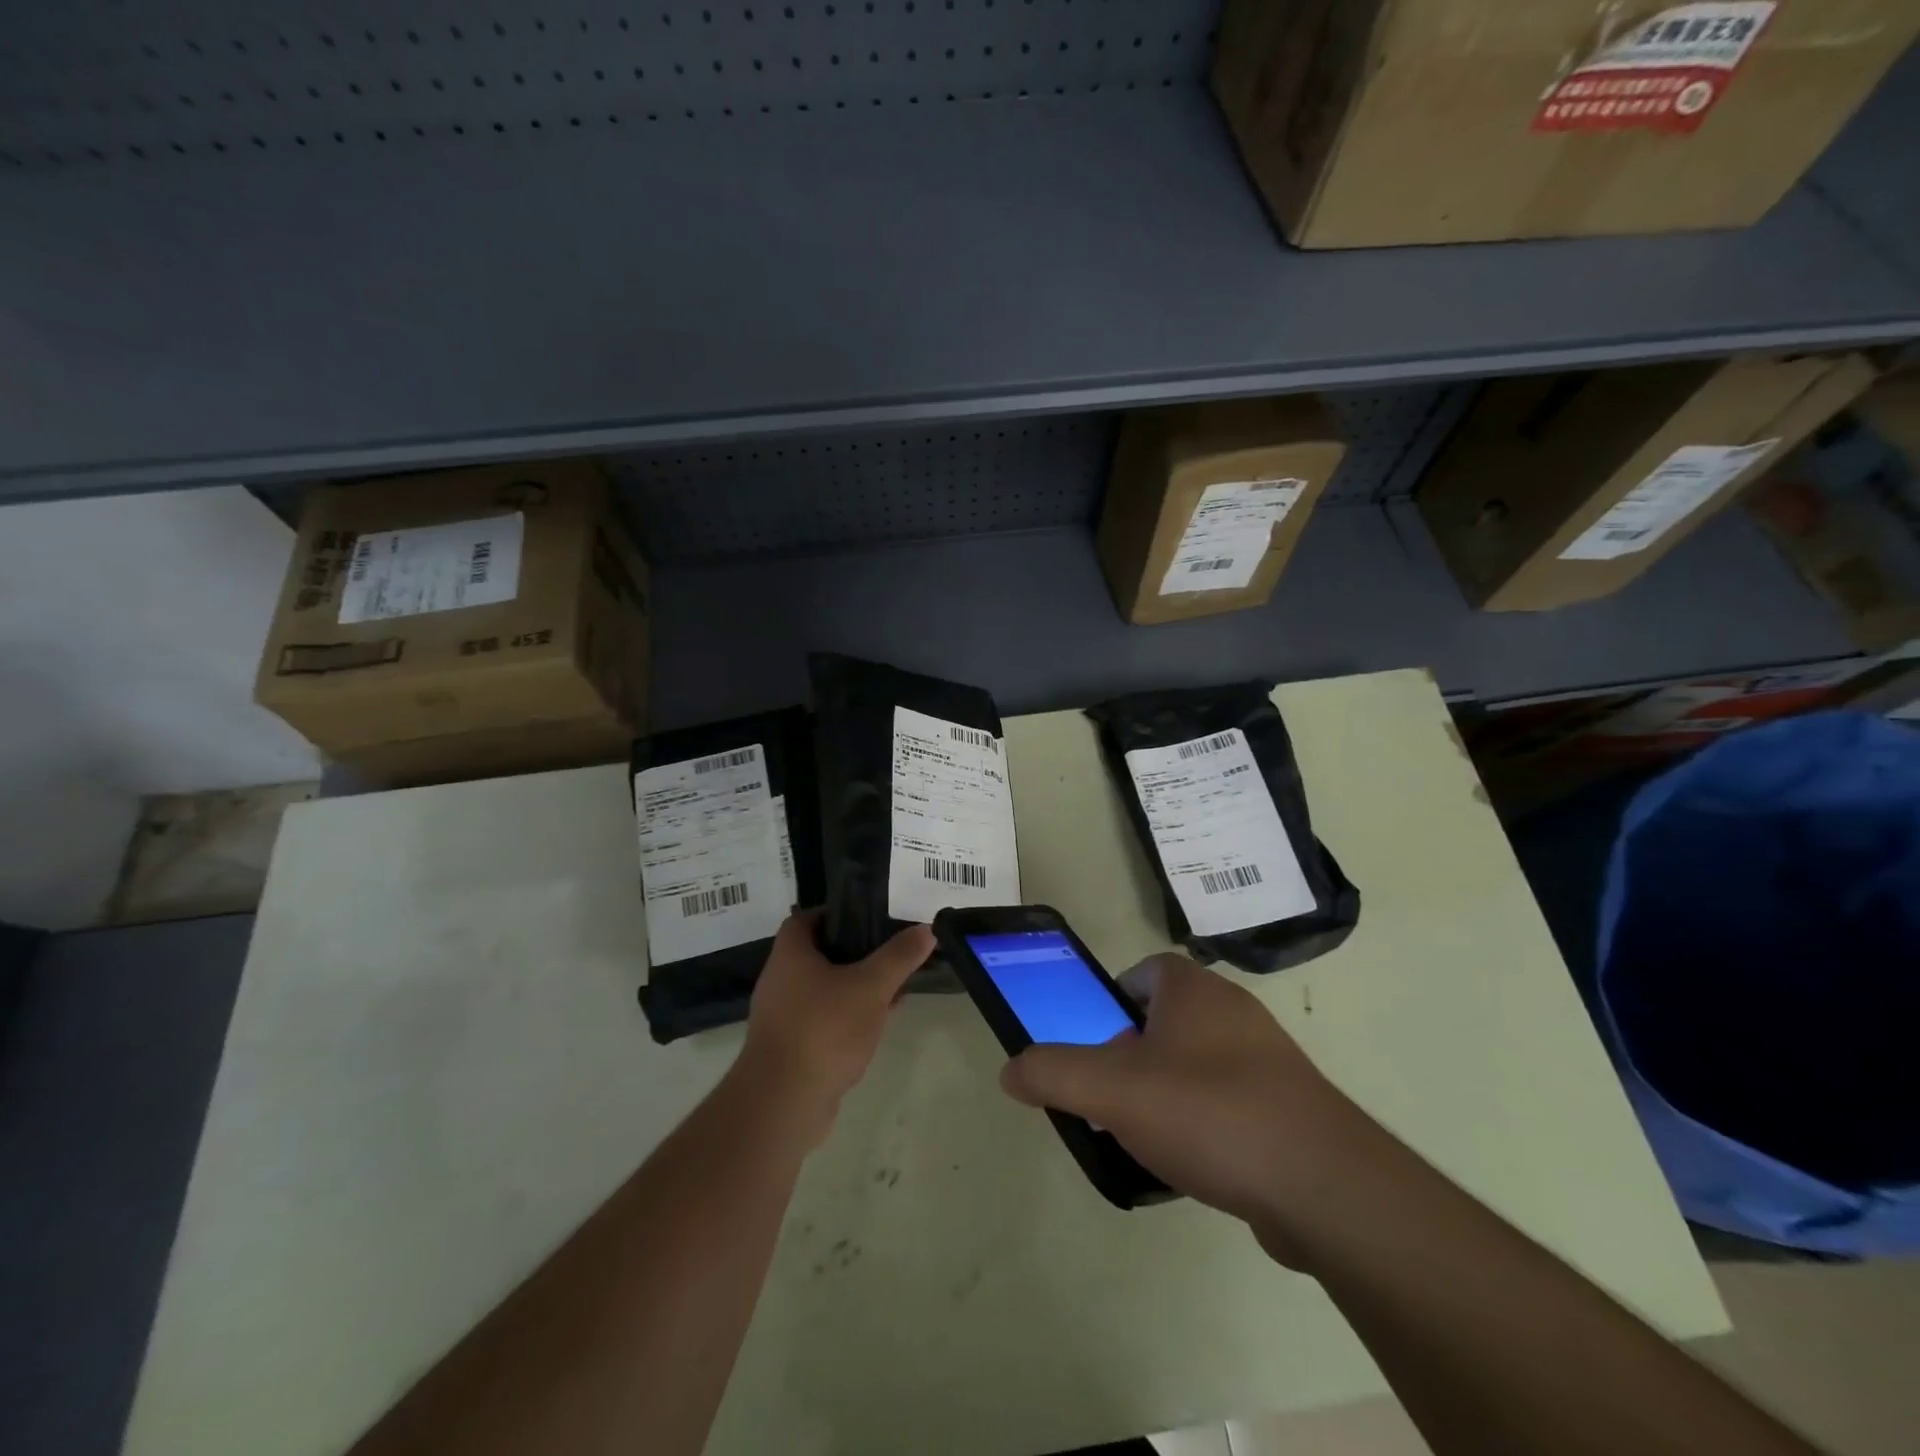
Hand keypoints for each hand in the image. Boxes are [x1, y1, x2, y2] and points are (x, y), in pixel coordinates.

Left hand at [736, 910, 934, 1146]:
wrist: (783, 1103)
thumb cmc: (824, 1029)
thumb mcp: (870, 987)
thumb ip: (899, 957)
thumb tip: (926, 928)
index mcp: (790, 954)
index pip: (806, 918)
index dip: (836, 912)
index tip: (869, 915)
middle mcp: (780, 980)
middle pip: (819, 953)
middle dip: (855, 951)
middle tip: (889, 949)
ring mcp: (783, 1016)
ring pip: (824, 989)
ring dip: (854, 985)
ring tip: (893, 984)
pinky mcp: (791, 1047)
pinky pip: (824, 1019)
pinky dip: (848, 1015)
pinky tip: (878, 1022)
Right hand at [1000, 954, 1365, 1257]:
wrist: (1323, 1185)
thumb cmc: (1208, 1112)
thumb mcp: (1112, 1090)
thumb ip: (1054, 1073)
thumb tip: (1010, 1070)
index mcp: (1193, 991)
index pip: (1145, 971)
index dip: (1113, 999)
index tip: (1095, 1040)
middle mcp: (1233, 1012)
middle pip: (1168, 1020)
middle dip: (1134, 1053)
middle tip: (1111, 1094)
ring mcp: (1268, 1060)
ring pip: (1199, 1064)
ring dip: (1168, 1091)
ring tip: (1145, 1136)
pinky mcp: (1290, 1108)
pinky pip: (1231, 1103)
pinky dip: (1206, 1124)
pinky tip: (1193, 1166)